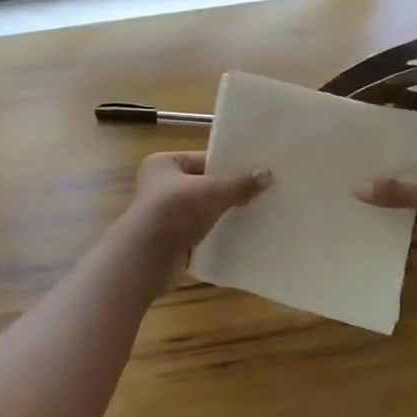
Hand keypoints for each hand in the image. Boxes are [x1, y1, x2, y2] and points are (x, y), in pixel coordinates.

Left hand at [125, 152, 269, 259]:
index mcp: (163, 164)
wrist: (148, 256)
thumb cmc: (176, 210)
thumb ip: (240, 184)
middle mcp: (159, 186)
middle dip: (228, 192)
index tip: (255, 172)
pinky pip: (199, 233)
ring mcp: (164, 215)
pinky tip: (239, 237)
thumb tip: (268, 175)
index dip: (228, 166)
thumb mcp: (213, 191)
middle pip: (202, 185)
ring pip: (201, 211)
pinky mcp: (170, 240)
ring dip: (222, 215)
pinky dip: (215, 235)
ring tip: (254, 214)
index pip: (202, 159)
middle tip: (260, 193)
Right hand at [353, 153, 416, 287]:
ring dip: (392, 228)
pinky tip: (375, 250)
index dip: (393, 169)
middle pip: (415, 197)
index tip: (360, 170)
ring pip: (416, 226)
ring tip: (356, 224)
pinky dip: (404, 252)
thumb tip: (356, 188)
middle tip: (350, 199)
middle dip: (388, 201)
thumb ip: (398, 190)